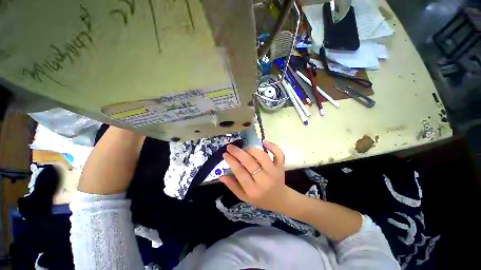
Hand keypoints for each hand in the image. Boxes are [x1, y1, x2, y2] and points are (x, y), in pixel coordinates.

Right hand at [220, 141, 299, 213]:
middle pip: (250, 163)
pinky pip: (279, 155)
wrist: (280, 200)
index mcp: (253, 190)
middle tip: (230, 147)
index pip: (240, 172)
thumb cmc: (260, 199)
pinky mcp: (281, 167)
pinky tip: (264, 142)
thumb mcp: (244, 197)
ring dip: (252, 149)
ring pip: (262, 157)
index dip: (231, 161)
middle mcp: (264, 180)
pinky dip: (273, 146)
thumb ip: (233, 186)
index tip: (225, 154)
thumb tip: (221, 176)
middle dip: (238, 152)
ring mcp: (274, 172)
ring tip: (244, 148)